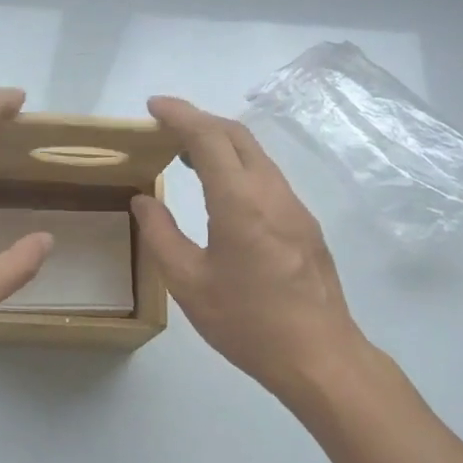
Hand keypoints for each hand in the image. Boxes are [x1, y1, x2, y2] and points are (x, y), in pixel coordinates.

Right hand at [131, 96, 369, 401]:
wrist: (319, 356)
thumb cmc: (247, 323)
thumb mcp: (189, 283)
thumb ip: (161, 236)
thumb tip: (144, 200)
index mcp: (240, 203)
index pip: (209, 138)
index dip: (180, 115)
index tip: (153, 106)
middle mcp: (272, 194)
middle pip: (238, 136)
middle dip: (200, 121)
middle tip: (164, 129)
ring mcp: (295, 208)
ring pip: (257, 156)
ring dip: (221, 145)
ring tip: (186, 157)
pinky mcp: (306, 225)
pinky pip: (268, 179)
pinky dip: (239, 168)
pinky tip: (222, 192)